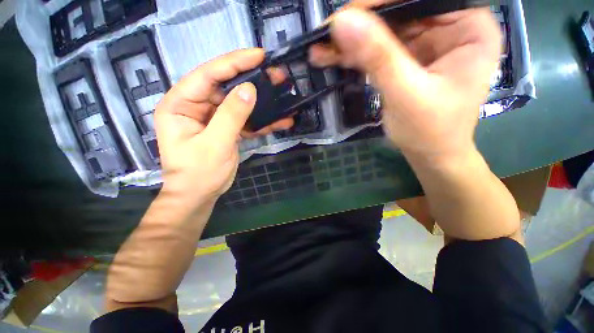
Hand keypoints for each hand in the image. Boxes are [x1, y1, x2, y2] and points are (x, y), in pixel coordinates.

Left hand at [154, 49, 291, 209]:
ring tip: (282, 95)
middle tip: (276, 75)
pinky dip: (261, 121)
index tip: (258, 55)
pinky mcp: (226, 128)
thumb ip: (231, 116)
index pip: (208, 75)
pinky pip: (245, 119)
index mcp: (181, 104)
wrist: (200, 195)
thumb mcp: (215, 144)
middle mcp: (195, 106)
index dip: (233, 62)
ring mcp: (213, 117)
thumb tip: (249, 90)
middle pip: (226, 86)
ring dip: (261, 102)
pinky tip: (279, 120)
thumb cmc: (199, 173)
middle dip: (252, 81)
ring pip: (239, 103)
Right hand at [310, 4, 500, 162]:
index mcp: (468, 26)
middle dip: (360, 24)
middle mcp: (450, 27)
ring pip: (384, 30)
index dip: (379, 4)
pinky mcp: (409, 59)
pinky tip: (334, 58)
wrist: (430, 156)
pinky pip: (379, 49)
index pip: (419, 0)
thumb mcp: (405, 94)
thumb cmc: (429, 131)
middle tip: (326, 35)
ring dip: (351, 41)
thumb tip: (342, 21)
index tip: (343, 17)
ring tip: (322, 49)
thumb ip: (378, 57)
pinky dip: (355, 55)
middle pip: (399, 12)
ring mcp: (428, 43)